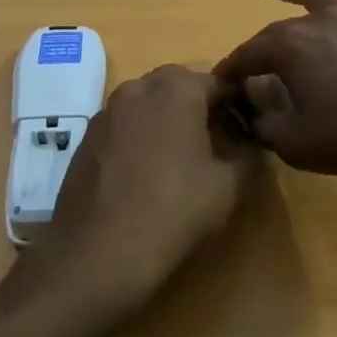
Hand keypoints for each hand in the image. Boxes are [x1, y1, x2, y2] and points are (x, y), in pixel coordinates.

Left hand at [44, 65, 260, 315]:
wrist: (97, 255)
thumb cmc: (173, 212)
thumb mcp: (229, 187)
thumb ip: (248, 155)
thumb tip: (251, 144)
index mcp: (176, 89)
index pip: (217, 81)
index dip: (236, 102)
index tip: (248, 127)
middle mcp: (137, 89)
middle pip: (177, 85)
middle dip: (199, 104)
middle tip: (217, 139)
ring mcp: (105, 112)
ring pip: (146, 103)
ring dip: (166, 118)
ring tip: (181, 157)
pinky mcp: (85, 139)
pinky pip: (123, 125)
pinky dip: (139, 136)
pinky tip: (146, 172)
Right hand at [213, 0, 336, 178]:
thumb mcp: (298, 145)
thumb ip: (267, 126)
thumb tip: (258, 112)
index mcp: (287, 47)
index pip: (246, 56)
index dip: (230, 72)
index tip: (220, 85)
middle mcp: (313, 21)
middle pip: (274, 33)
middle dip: (256, 50)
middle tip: (249, 70)